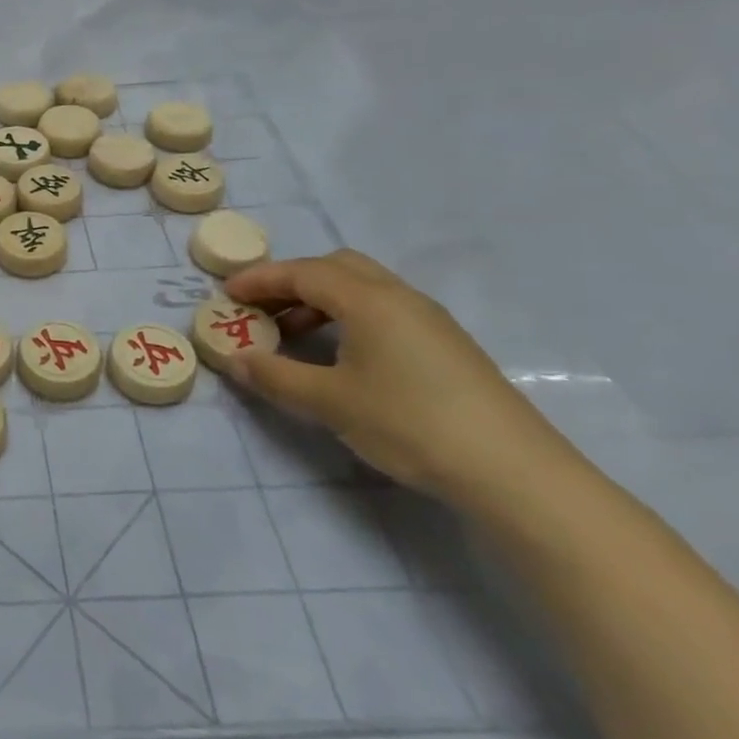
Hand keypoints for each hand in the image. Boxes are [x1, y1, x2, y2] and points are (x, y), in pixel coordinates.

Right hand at [223, 250, 569, 503]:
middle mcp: (399, 297)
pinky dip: (347, 316)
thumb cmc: (409, 423)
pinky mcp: (445, 345)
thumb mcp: (329, 402)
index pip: (302, 273)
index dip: (260, 279)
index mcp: (368, 300)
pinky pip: (383, 309)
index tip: (225, 294)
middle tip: (260, 308)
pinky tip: (340, 354)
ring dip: (319, 300)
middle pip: (335, 267)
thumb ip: (275, 377)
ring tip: (292, 334)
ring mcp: (428, 319)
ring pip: (362, 288)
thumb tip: (234, 360)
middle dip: (291, 281)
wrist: (512, 471)